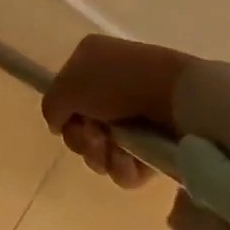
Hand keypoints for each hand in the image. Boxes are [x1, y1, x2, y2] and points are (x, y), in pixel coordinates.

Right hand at [40, 35, 195, 188]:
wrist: (177, 97)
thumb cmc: (116, 81)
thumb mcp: (68, 86)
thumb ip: (52, 106)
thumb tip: (56, 125)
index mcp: (91, 60)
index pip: (66, 94)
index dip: (64, 112)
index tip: (69, 121)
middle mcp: (111, 87)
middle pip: (82, 126)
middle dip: (82, 139)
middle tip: (94, 137)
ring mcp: (135, 117)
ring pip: (103, 150)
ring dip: (101, 156)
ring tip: (114, 151)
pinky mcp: (156, 144)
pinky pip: (129, 166)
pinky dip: (124, 168)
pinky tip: (130, 162)